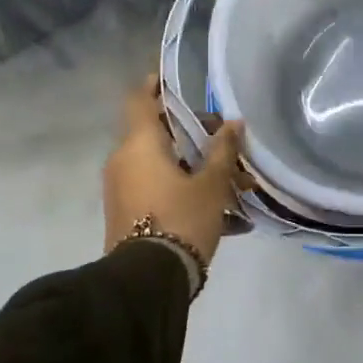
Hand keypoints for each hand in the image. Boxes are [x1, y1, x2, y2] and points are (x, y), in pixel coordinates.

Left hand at [104, 75, 242, 266]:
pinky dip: (187, 192)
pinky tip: (227, 217)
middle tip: (228, 145)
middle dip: (196, 137)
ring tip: (239, 187)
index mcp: (140, 144)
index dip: (155, 85)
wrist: (147, 281)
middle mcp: (124, 161)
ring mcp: (123, 189)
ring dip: (197, 170)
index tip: (173, 80)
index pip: (139, 99)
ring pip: (164, 166)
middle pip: (159, 135)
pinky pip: (160, 190)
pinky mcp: (128, 215)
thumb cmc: (180, 219)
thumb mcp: (211, 185)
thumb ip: (223, 151)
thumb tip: (234, 124)